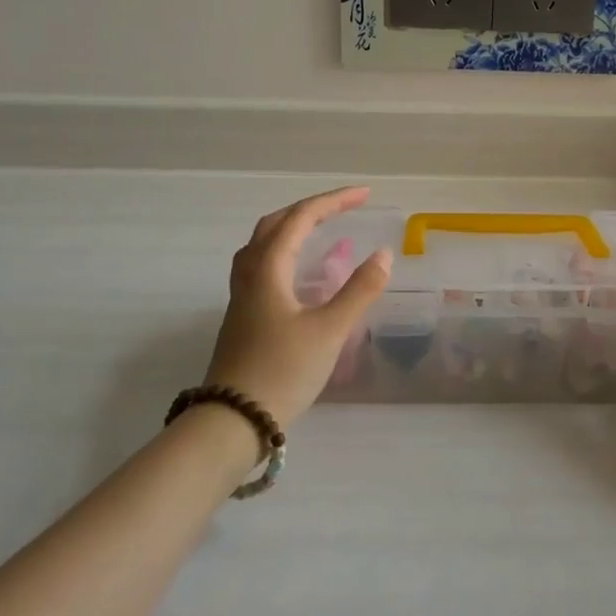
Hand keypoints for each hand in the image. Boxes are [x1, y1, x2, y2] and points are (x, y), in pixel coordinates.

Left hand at [204, 187, 392, 425]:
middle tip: (344, 208)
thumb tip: (383, 255)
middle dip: (311, 209)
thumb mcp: (329, 331)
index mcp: (268, 268)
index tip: (365, 195)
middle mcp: (250, 273)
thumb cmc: (282, 371)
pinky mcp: (243, 316)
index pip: (301, 218)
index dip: (334, 201)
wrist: (232, 421)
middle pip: (276, 224)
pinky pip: (262, 266)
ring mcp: (242, 296)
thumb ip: (359, 291)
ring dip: (292, 228)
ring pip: (263, 245)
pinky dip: (285, 253)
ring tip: (320, 230)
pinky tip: (300, 274)